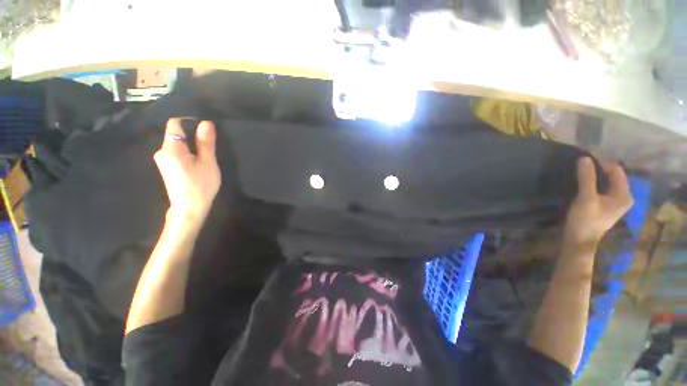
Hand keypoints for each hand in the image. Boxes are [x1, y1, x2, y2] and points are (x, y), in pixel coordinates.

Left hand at [154, 119, 220, 221]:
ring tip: (206, 155)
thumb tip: (206, 123)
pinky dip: (188, 152)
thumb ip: (206, 143)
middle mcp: (162, 151)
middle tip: (210, 145)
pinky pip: (177, 151)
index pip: (175, 123)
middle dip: (193, 135)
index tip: (206, 131)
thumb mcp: (208, 163)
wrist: (189, 209)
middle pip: (176, 133)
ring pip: (177, 143)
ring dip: (192, 145)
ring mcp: (163, 159)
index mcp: (171, 149)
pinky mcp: (167, 166)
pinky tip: (199, 162)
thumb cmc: (200, 186)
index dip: (190, 122)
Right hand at [564, 157, 633, 246]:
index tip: (585, 159)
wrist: (579, 240)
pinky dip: (594, 183)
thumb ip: (586, 178)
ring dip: (595, 175)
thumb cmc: (585, 220)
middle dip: (598, 168)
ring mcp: (615, 202)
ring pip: (607, 181)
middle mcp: (623, 196)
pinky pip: (602, 188)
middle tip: (581, 164)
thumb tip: (584, 158)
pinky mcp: (605, 205)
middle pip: (613, 175)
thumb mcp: (585, 198)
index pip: (616, 170)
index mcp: (624, 194)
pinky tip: (584, 182)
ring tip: (581, 171)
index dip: (602, 163)